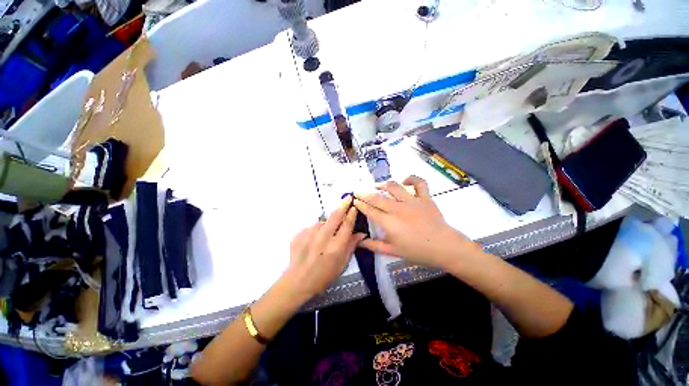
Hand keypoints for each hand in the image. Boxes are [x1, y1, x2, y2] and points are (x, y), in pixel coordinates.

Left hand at [284, 196, 365, 298]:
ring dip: (327, 223)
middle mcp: (323, 237)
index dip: (352, 214)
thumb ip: (351, 246)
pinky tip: (313, 241)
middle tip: (348, 197)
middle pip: (335, 216)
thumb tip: (361, 233)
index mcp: (336, 246)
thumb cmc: (324, 276)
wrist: (297, 281)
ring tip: (325, 235)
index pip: (346, 225)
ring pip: (322, 221)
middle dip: (343, 205)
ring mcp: (309, 234)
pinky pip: (312, 227)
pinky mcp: (299, 234)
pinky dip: (316, 231)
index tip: (354, 206)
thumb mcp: (342, 265)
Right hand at [353, 176, 478, 267]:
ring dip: (383, 184)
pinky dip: (411, 179)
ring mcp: (412, 201)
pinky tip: (404, 181)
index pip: (370, 210)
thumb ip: (374, 246)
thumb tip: (359, 241)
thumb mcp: (393, 251)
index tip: (354, 200)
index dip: (360, 204)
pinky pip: (419, 183)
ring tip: (377, 185)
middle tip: (357, 191)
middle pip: (377, 197)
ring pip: (394, 187)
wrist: (444, 247)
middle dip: (364, 193)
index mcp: (389, 222)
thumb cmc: (418, 251)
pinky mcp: (424, 197)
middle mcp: (398, 208)